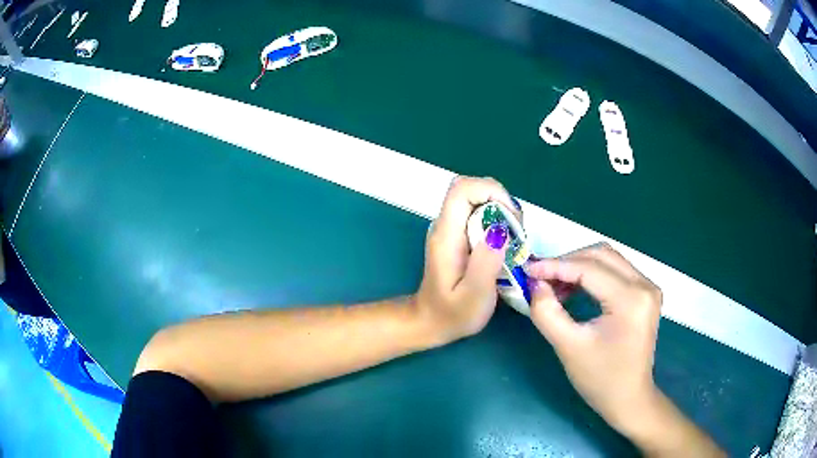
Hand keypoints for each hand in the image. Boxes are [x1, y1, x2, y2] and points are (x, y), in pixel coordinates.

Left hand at [416, 176, 520, 343]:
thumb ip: (485, 264)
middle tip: (517, 234)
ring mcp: (452, 229)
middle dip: (502, 202)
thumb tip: (500, 230)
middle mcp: (447, 225)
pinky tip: (506, 247)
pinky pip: (481, 215)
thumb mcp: (473, 296)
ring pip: (479, 200)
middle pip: (473, 190)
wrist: (431, 322)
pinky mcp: (460, 236)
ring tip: (514, 242)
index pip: (462, 189)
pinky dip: (499, 222)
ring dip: (503, 213)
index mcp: (446, 235)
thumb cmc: (452, 314)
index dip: (491, 192)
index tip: (512, 218)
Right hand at [524, 243, 661, 435]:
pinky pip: (615, 271)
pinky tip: (575, 290)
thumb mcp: (568, 347)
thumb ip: (547, 312)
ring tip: (555, 285)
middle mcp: (645, 285)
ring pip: (608, 259)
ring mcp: (648, 287)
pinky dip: (592, 275)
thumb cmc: (600, 379)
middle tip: (541, 278)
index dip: (556, 266)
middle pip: (601, 255)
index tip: (528, 269)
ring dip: (579, 267)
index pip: (589, 269)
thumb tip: (535, 284)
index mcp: (631, 299)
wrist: (628, 398)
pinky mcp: (645, 293)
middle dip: (568, 262)